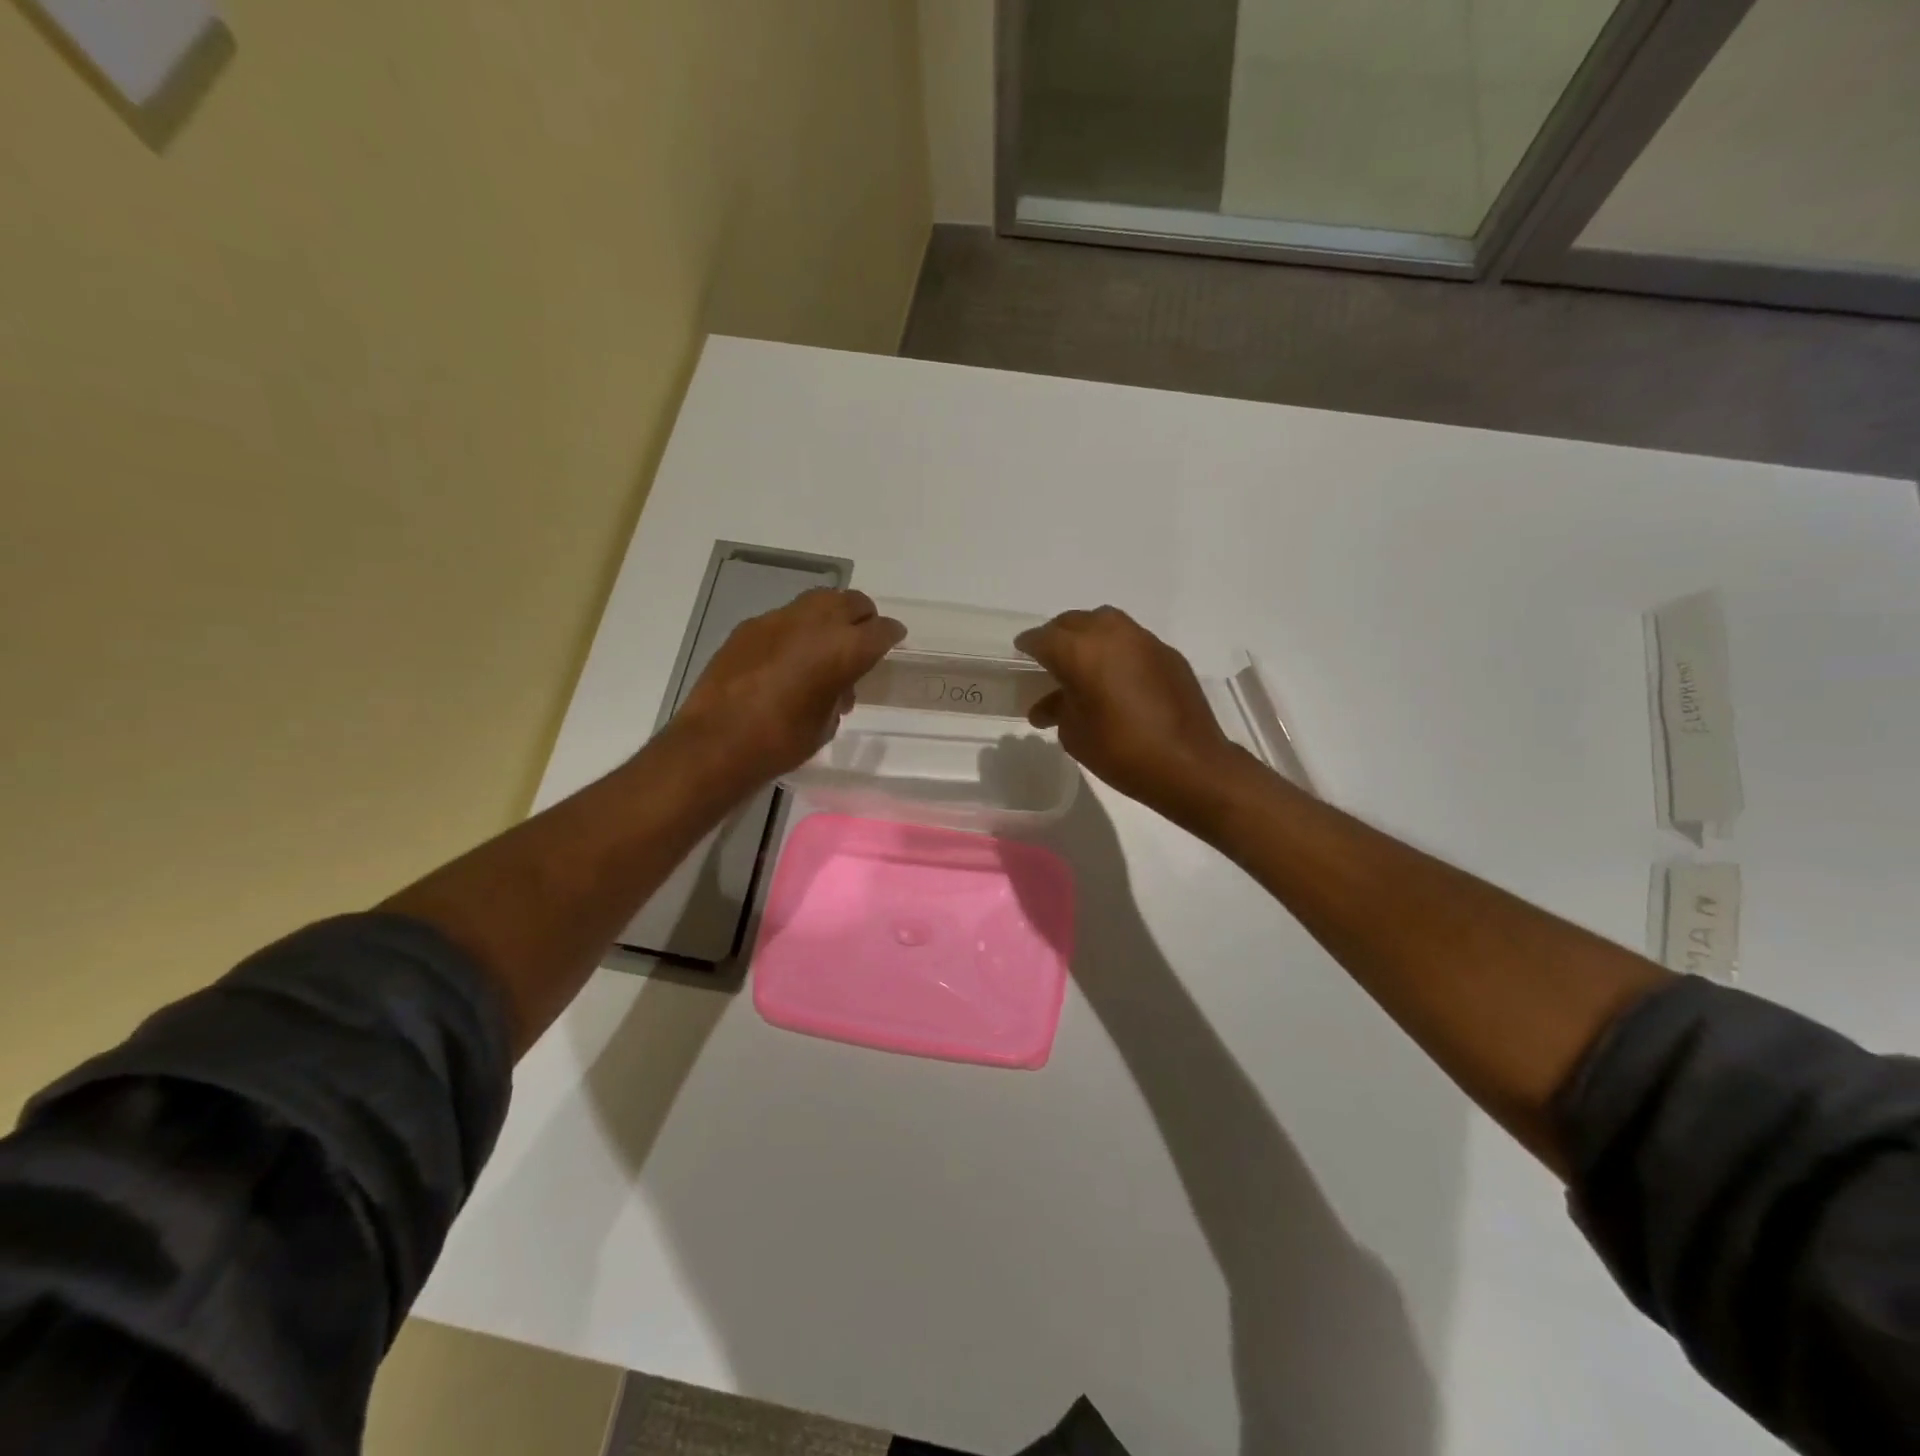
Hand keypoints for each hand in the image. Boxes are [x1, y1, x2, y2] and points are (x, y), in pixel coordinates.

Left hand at [673, 588, 904, 785]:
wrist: (717, 742)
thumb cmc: (781, 742)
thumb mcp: (825, 723)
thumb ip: (839, 693)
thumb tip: (836, 686)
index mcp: (844, 649)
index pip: (881, 630)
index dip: (891, 635)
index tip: (894, 640)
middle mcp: (815, 623)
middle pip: (851, 602)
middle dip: (863, 617)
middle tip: (862, 638)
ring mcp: (778, 619)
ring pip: (817, 602)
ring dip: (829, 617)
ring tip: (825, 645)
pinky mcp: (750, 626)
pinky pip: (785, 618)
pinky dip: (796, 630)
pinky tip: (787, 658)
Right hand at [1016, 606, 1242, 822]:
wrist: (1189, 764)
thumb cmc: (1121, 752)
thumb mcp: (1075, 735)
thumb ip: (1058, 710)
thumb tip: (1047, 707)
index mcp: (1080, 652)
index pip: (1043, 638)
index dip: (1028, 645)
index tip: (1021, 652)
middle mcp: (1111, 634)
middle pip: (1074, 622)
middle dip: (1057, 636)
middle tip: (1050, 657)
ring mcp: (1144, 640)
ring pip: (1106, 623)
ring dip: (1089, 636)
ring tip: (1083, 661)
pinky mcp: (1167, 654)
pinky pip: (1132, 640)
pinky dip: (1117, 650)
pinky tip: (1117, 676)